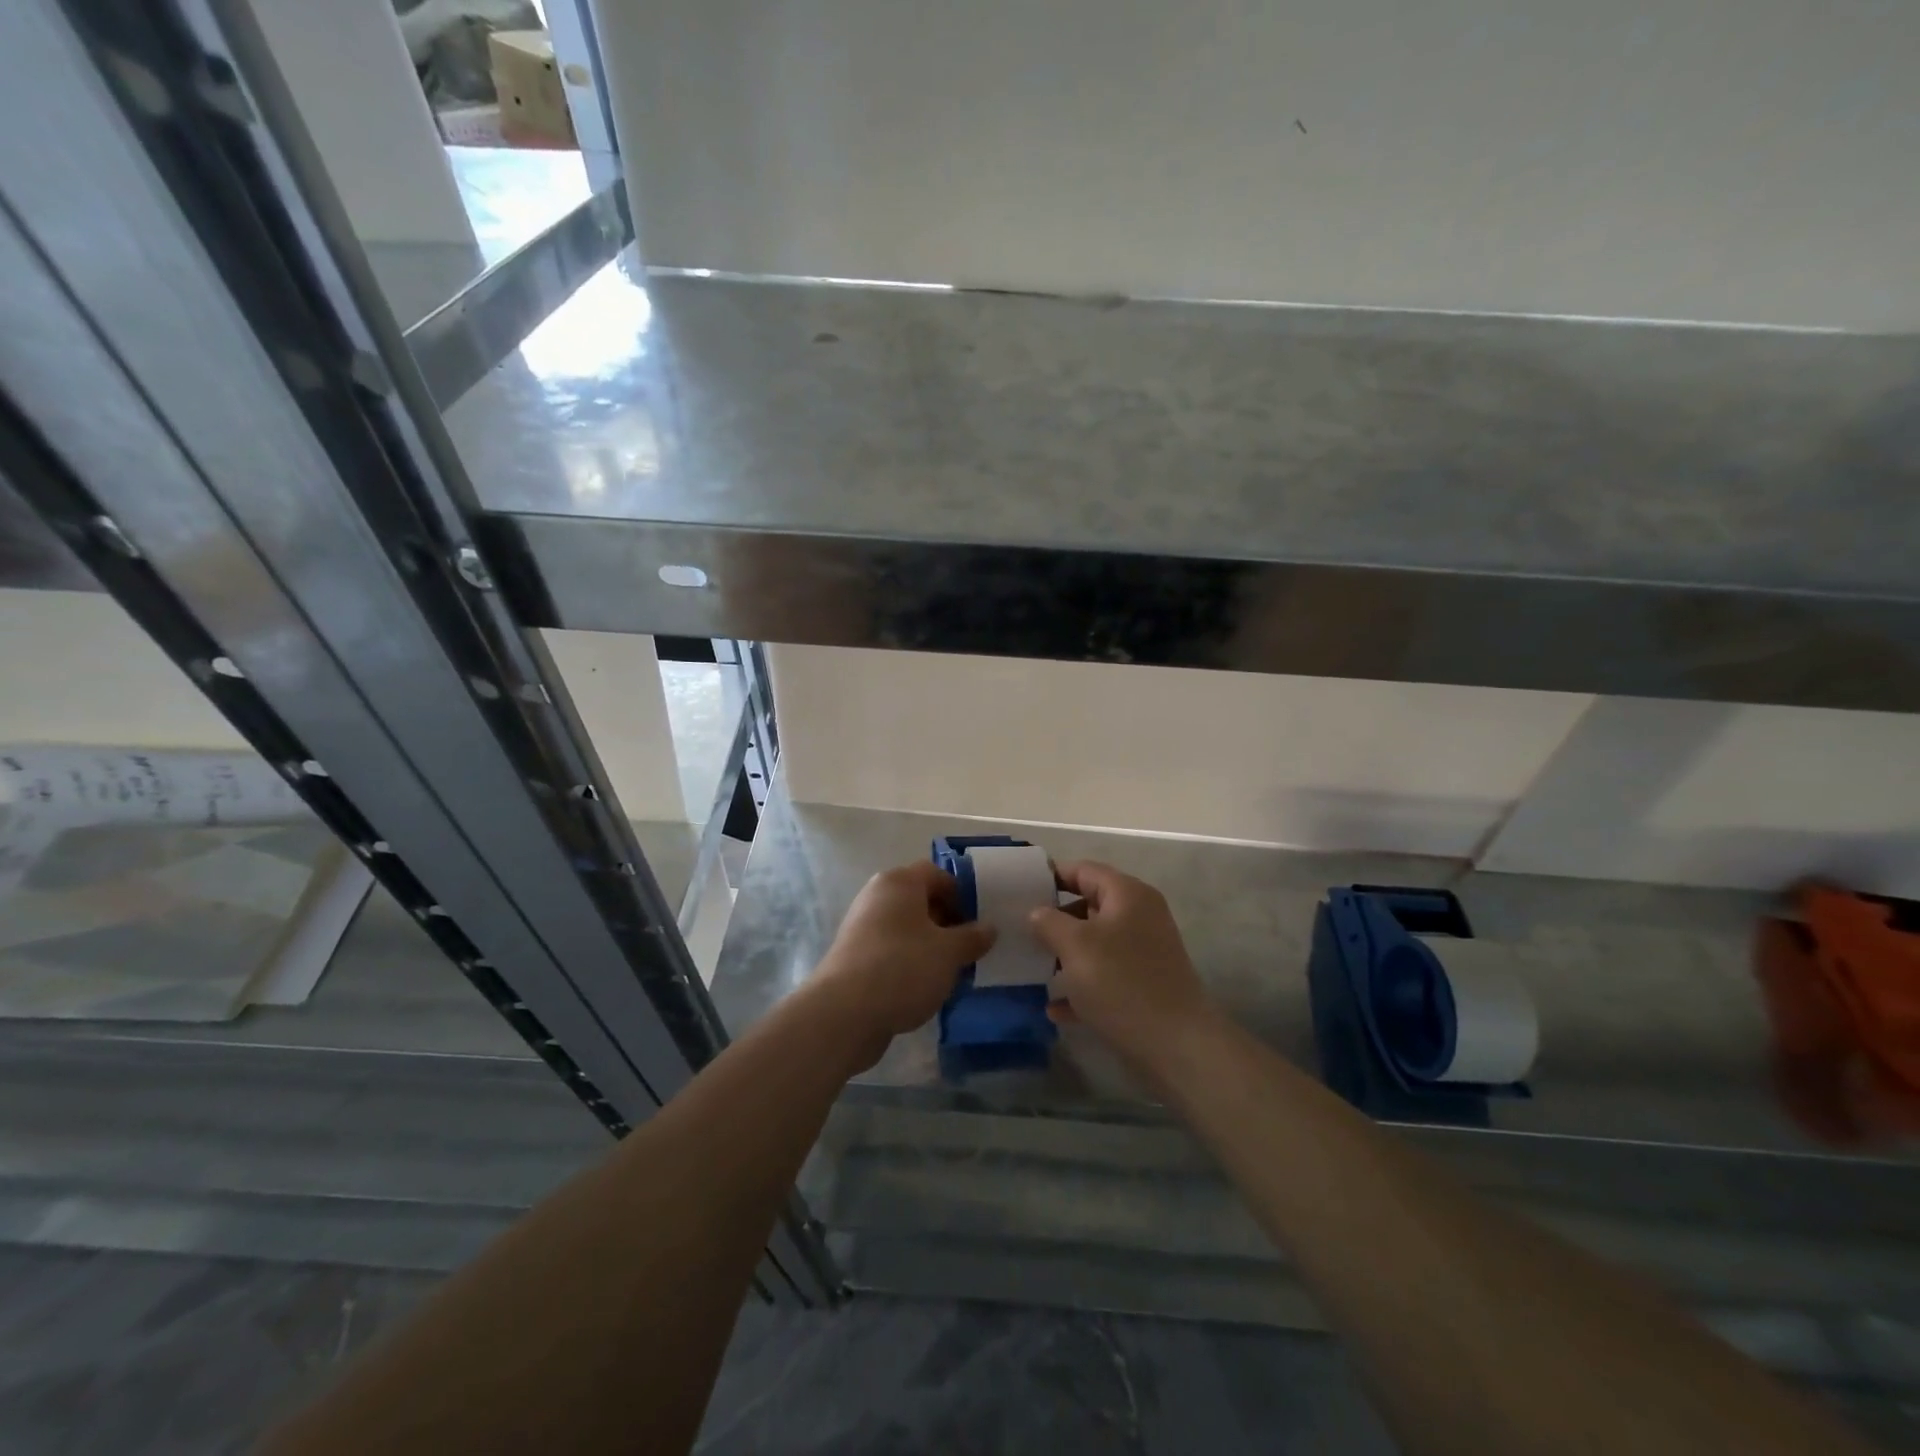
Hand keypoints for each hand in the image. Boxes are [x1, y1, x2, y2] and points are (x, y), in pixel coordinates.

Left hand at [813, 861, 995, 1063]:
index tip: (979, 922)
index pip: (937, 873)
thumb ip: (973, 937)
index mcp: (899, 882)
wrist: (844, 1013)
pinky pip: (891, 950)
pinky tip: (924, 987)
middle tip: (969, 949)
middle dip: (947, 922)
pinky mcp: (854, 956)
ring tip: (950, 972)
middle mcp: (877, 896)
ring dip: (930, 945)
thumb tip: (988, 928)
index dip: (962, 894)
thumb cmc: (903, 967)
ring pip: (906, 928)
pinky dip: (909, 962)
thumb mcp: (949, 952)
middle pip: (920, 900)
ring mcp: (862, 926)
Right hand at [1029, 861, 1215, 1068]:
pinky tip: (1054, 1009)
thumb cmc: (1122, 983)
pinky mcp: (1144, 985)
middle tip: (1020, 930)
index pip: (1084, 870)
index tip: (1019, 888)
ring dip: (1064, 954)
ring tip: (1031, 967)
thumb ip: (1049, 921)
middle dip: (1054, 918)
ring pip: (1095, 943)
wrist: (1177, 1046)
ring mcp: (1144, 952)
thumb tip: (1038, 912)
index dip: (1052, 875)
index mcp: (1128, 895)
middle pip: (1089, 905)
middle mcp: (1140, 916)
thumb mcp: (1075, 945)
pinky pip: (1104, 976)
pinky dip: (1080, 987)